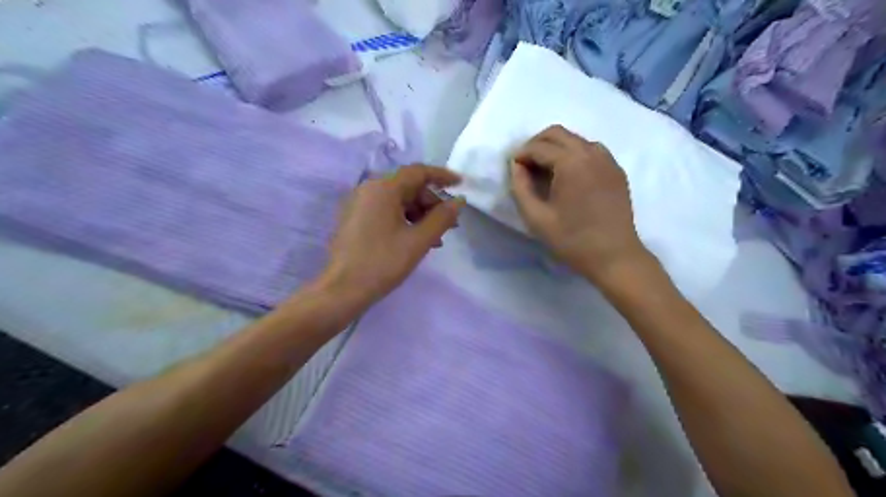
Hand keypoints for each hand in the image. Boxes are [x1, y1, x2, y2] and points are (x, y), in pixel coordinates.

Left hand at [322, 168, 465, 305]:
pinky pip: (386, 211)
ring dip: (420, 215)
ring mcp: (360, 204)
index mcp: (383, 188)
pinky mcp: (355, 219)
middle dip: (432, 203)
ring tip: (435, 239)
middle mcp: (369, 189)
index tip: (461, 184)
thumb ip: (442, 218)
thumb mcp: (419, 240)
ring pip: (398, 201)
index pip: (418, 172)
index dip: (442, 176)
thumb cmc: (383, 262)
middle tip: (450, 224)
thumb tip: (458, 201)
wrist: (342, 290)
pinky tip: (415, 240)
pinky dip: (404, 220)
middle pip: (408, 187)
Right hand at [508, 124, 652, 286]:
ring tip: (545, 170)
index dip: (521, 155)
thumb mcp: (536, 218)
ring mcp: (607, 159)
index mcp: (571, 163)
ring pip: (575, 139)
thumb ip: (520, 188)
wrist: (615, 256)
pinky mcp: (616, 170)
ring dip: (555, 147)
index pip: (539, 147)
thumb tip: (516, 166)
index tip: (512, 169)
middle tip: (525, 165)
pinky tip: (568, 175)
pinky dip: (574, 154)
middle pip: (557, 133)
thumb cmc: (572, 240)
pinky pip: (591, 150)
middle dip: (536, 144)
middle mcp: (591, 153)